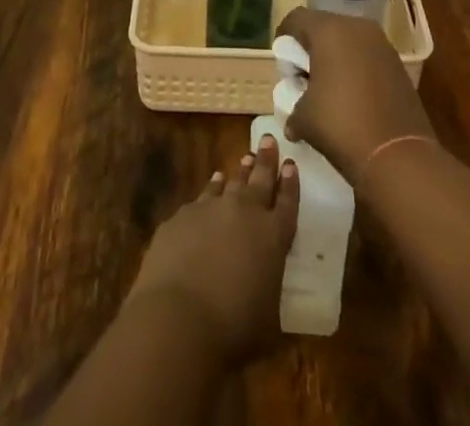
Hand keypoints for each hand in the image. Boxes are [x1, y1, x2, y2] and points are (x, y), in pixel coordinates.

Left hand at [127, 136, 299, 365]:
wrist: (179, 317)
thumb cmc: (233, 329)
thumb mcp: (268, 324)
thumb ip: (271, 297)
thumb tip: (270, 295)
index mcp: (273, 236)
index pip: (287, 203)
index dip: (290, 183)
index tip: (291, 163)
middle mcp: (245, 212)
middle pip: (260, 179)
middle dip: (267, 159)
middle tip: (270, 140)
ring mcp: (211, 208)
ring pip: (230, 181)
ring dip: (239, 171)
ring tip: (245, 159)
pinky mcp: (183, 215)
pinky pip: (202, 195)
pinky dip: (210, 188)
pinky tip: (211, 184)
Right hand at [274, 8, 435, 180]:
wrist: (399, 156)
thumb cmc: (341, 125)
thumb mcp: (303, 118)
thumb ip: (293, 107)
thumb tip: (293, 120)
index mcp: (329, 30)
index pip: (296, 19)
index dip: (284, 37)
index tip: (282, 62)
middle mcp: (356, 27)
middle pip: (324, 26)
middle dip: (311, 48)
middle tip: (303, 76)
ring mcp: (381, 44)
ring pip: (348, 40)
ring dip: (335, 57)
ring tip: (328, 88)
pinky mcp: (397, 64)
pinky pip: (367, 55)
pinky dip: (356, 67)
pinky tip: (352, 96)